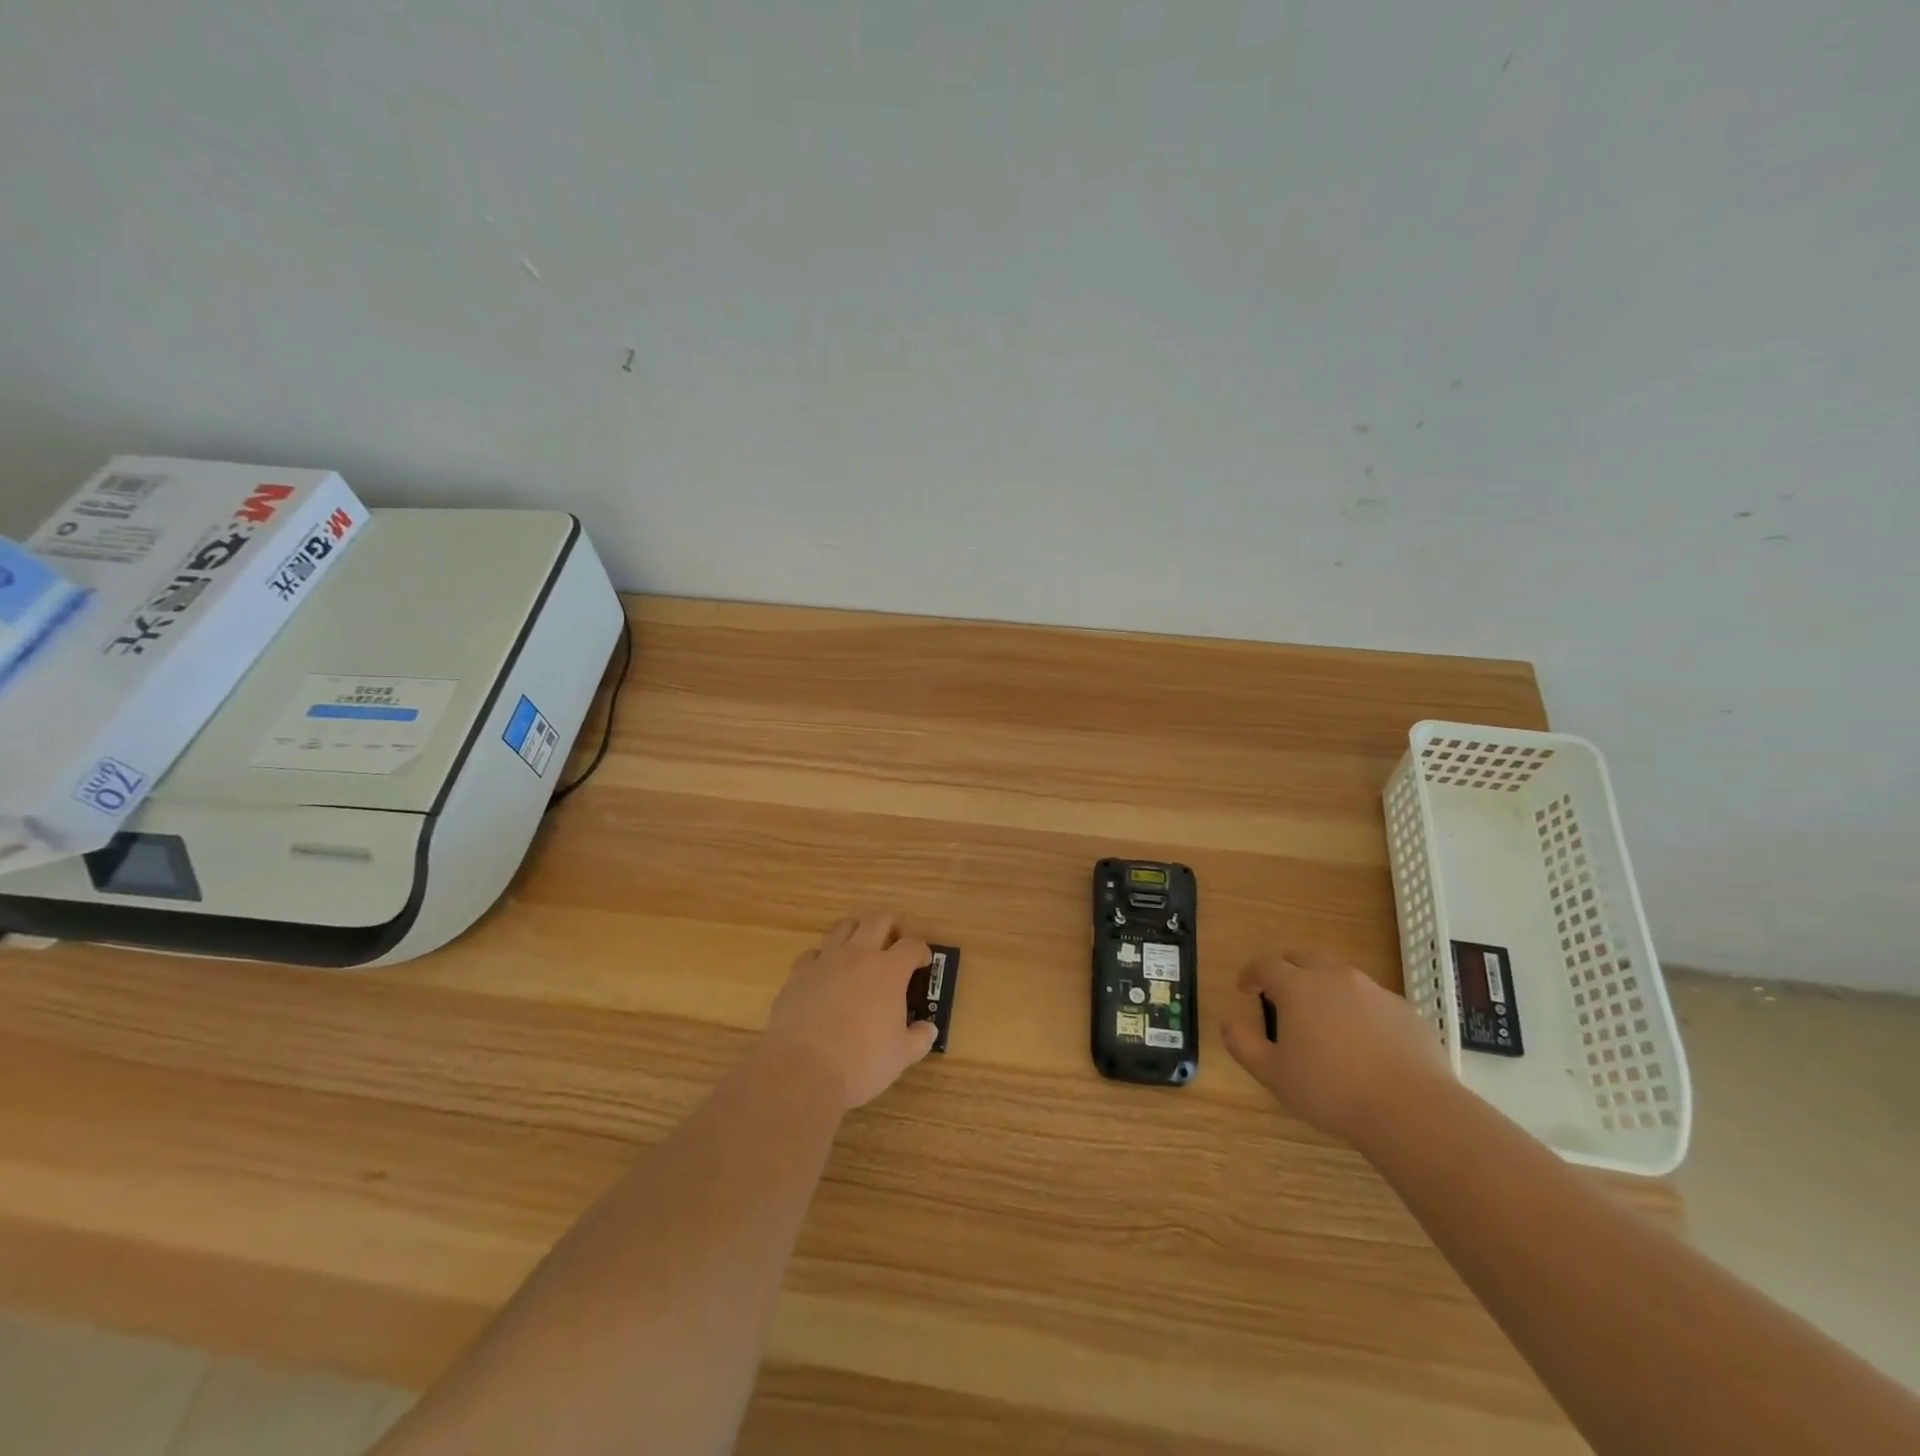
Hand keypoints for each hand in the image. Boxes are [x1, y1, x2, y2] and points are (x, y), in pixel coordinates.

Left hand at [763, 913, 939, 1111]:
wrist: (802, 1070)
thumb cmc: (860, 1062)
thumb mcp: (901, 1056)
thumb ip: (919, 1038)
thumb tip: (928, 1030)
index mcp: (889, 970)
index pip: (912, 946)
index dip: (921, 952)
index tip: (923, 963)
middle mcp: (859, 955)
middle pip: (879, 920)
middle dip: (892, 927)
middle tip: (895, 945)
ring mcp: (826, 960)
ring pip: (845, 927)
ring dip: (858, 932)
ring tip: (862, 951)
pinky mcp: (799, 972)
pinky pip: (815, 952)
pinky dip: (824, 958)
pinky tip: (827, 975)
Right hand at [1221, 949, 1451, 1145]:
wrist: (1413, 1110)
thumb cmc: (1331, 1091)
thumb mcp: (1273, 1075)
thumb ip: (1243, 1044)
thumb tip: (1228, 1020)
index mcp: (1298, 987)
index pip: (1265, 963)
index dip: (1251, 973)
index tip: (1246, 989)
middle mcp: (1334, 977)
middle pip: (1303, 957)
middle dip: (1287, 969)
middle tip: (1281, 995)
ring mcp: (1374, 990)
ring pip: (1340, 975)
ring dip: (1323, 987)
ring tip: (1322, 1019)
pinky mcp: (1404, 1010)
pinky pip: (1371, 999)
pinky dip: (1358, 1009)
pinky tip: (1362, 1042)